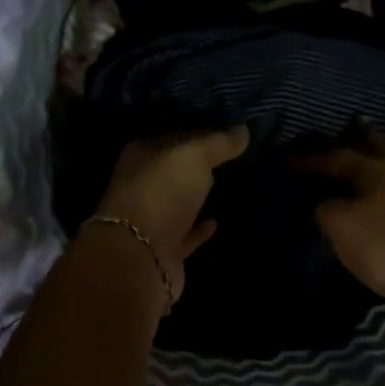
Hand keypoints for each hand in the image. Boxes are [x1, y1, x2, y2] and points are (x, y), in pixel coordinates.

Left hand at [89, 124, 249, 301]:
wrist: (140, 256)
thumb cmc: (161, 192)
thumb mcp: (194, 156)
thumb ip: (219, 143)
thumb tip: (244, 129)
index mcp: (141, 155)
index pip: (175, 137)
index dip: (200, 132)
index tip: (229, 131)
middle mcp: (141, 184)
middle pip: (175, 170)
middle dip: (198, 165)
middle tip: (232, 156)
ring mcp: (150, 218)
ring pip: (178, 201)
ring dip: (197, 195)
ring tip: (228, 184)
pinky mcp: (163, 249)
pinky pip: (185, 233)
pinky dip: (199, 228)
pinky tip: (217, 221)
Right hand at [293, 140, 384, 319]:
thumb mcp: (342, 227)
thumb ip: (326, 210)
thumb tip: (325, 205)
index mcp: (377, 168)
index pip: (336, 156)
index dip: (309, 159)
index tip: (285, 160)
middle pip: (375, 149)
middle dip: (360, 138)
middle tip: (348, 126)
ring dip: (371, 166)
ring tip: (355, 165)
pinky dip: (380, 191)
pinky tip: (374, 198)